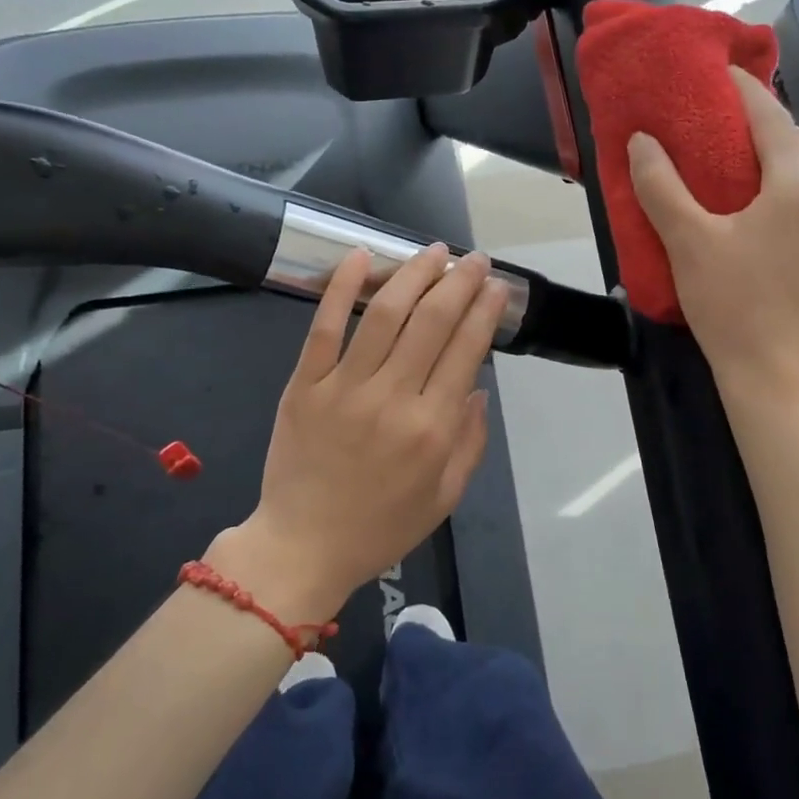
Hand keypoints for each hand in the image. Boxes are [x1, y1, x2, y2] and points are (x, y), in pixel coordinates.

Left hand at [210, 244, 509, 622]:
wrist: (302, 548)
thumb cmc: (380, 527)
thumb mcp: (445, 498)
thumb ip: (470, 443)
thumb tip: (479, 389)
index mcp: (432, 429)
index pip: (466, 351)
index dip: (484, 311)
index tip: (496, 286)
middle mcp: (393, 399)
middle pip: (432, 322)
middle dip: (459, 282)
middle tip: (473, 259)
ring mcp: (344, 388)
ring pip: (384, 315)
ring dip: (413, 275)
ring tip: (432, 251)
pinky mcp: (304, 385)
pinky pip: (324, 327)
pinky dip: (342, 288)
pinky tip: (362, 256)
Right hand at [628, 67, 798, 404]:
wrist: (780, 377)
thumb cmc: (732, 306)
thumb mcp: (688, 243)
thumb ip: (661, 186)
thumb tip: (641, 141)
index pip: (773, 120)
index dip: (747, 91)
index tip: (724, 75)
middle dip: (783, 127)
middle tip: (741, 137)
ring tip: (757, 175)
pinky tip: (776, 217)